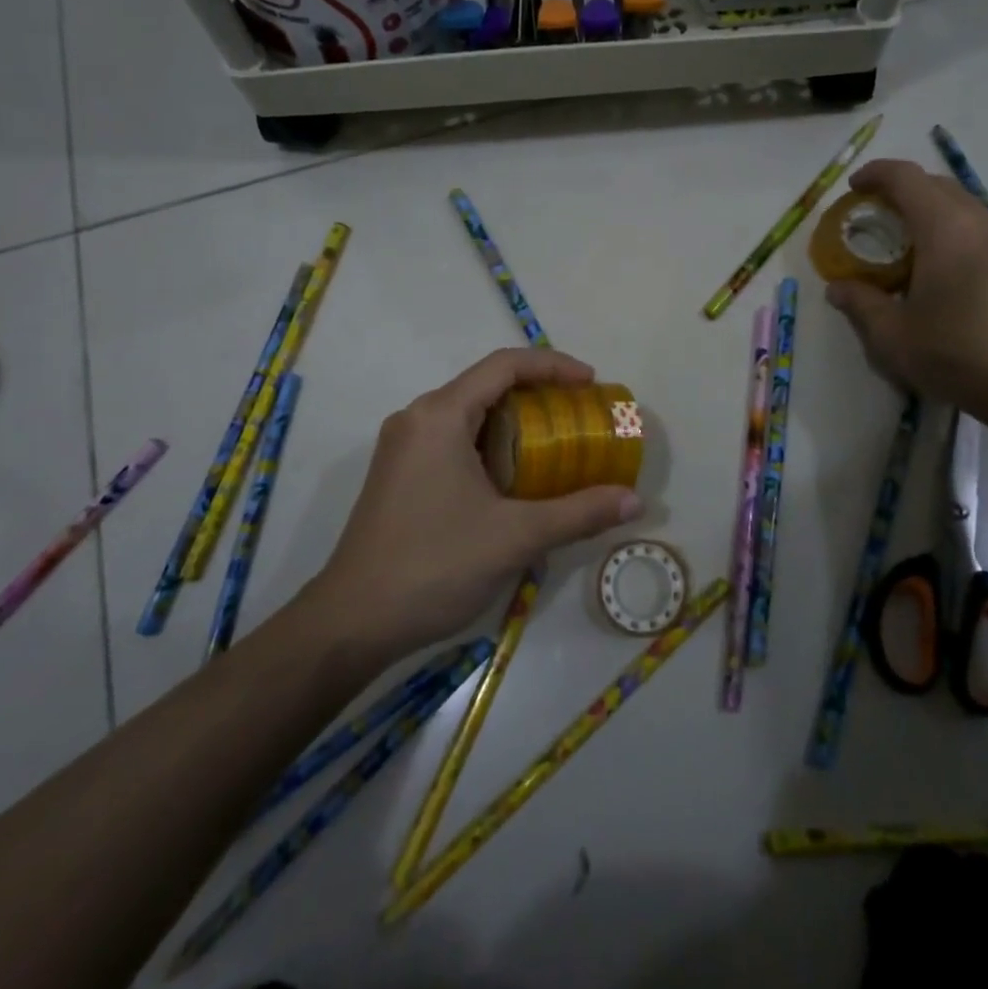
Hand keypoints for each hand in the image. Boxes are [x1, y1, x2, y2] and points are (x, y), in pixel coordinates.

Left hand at [310, 348, 642, 661]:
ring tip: (557, 444)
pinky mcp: (399, 473)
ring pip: (469, 414)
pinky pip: (453, 439)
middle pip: (486, 385)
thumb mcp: (515, 536)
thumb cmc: (434, 565)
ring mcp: (403, 446)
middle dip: (538, 394)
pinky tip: (516, 477)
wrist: (352, 622)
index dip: (553, 366)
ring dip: (514, 421)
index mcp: (440, 415)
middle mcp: (417, 418)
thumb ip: (578, 513)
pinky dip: (491, 444)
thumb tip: (634, 502)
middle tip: (581, 415)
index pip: (504, 366)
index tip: (591, 384)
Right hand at [825, 159, 987, 414]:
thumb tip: (838, 288)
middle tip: (870, 215)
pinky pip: (973, 222)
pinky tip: (930, 261)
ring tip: (898, 238)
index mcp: (944, 228)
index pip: (905, 178)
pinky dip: (945, 225)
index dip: (875, 175)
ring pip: (957, 201)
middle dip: (898, 190)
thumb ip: (860, 303)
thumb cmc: (954, 353)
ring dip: (924, 208)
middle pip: (933, 184)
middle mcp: (977, 221)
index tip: (852, 189)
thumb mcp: (891, 334)